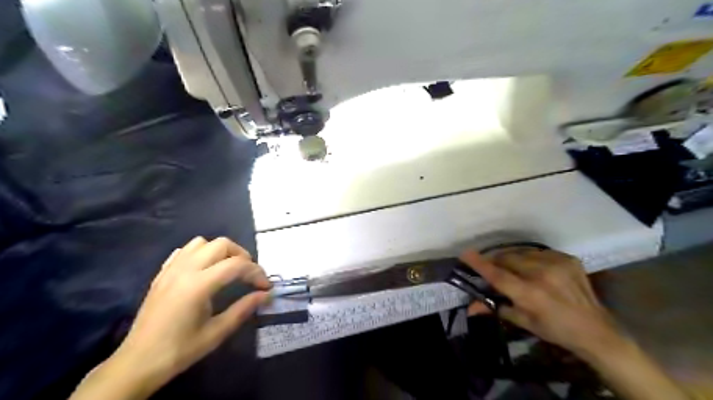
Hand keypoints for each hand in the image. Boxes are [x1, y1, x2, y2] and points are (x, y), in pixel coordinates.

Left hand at [71, 236, 269, 397]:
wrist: (137, 363)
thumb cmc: (180, 350)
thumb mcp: (217, 332)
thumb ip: (244, 309)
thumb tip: (266, 295)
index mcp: (199, 285)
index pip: (237, 265)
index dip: (257, 272)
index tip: (265, 287)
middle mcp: (185, 270)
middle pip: (222, 244)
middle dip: (242, 256)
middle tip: (248, 275)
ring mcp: (171, 270)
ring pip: (202, 242)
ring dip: (220, 251)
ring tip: (228, 269)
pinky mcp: (161, 274)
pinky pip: (184, 251)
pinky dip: (200, 253)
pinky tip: (204, 270)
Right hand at [462, 249, 619, 354]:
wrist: (596, 329)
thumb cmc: (555, 330)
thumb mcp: (523, 322)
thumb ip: (495, 308)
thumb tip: (470, 307)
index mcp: (531, 294)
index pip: (498, 275)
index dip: (480, 264)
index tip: (465, 253)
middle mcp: (543, 275)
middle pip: (507, 259)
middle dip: (496, 261)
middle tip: (492, 268)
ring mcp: (558, 263)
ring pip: (521, 252)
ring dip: (512, 259)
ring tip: (515, 269)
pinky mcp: (568, 258)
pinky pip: (538, 252)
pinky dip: (531, 258)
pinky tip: (535, 268)